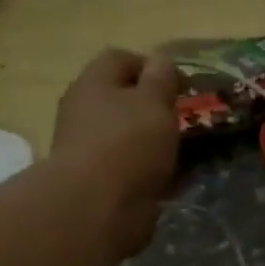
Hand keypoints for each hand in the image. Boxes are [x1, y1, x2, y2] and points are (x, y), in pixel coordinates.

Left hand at [50, 49, 180, 258]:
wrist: (97, 207)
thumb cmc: (128, 144)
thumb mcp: (154, 102)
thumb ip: (161, 79)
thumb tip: (162, 58)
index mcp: (93, 83)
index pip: (120, 59)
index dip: (151, 66)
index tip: (180, 84)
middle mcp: (84, 111)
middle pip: (120, 99)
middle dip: (151, 107)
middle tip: (181, 119)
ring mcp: (87, 149)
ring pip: (125, 136)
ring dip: (150, 141)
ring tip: (180, 151)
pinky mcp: (96, 182)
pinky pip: (127, 168)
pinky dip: (147, 170)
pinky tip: (169, 179)